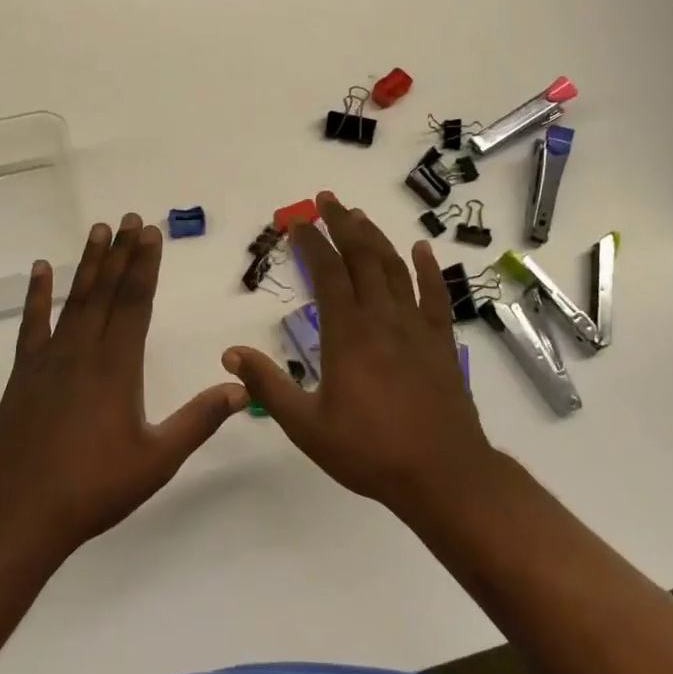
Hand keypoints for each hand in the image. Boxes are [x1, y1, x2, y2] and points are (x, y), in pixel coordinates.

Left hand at [0, 214, 249, 562]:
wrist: (21, 512)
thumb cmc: (95, 487)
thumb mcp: (158, 459)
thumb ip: (199, 420)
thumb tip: (243, 388)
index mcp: (117, 366)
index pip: (136, 302)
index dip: (145, 265)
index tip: (151, 233)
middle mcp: (83, 350)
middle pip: (107, 291)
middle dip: (121, 253)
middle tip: (130, 218)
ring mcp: (49, 359)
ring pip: (74, 299)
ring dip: (88, 264)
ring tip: (98, 230)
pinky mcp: (24, 373)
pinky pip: (32, 323)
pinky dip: (36, 295)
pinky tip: (40, 270)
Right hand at [223, 192, 496, 517]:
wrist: (442, 474)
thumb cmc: (369, 450)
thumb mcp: (306, 425)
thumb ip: (268, 386)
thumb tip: (230, 354)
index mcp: (347, 332)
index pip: (326, 271)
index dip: (310, 241)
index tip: (296, 221)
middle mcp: (382, 317)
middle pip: (362, 257)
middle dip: (342, 224)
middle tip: (327, 199)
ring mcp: (416, 326)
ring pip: (395, 268)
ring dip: (376, 237)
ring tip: (359, 215)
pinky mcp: (441, 341)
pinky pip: (435, 294)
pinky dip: (427, 268)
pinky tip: (421, 248)